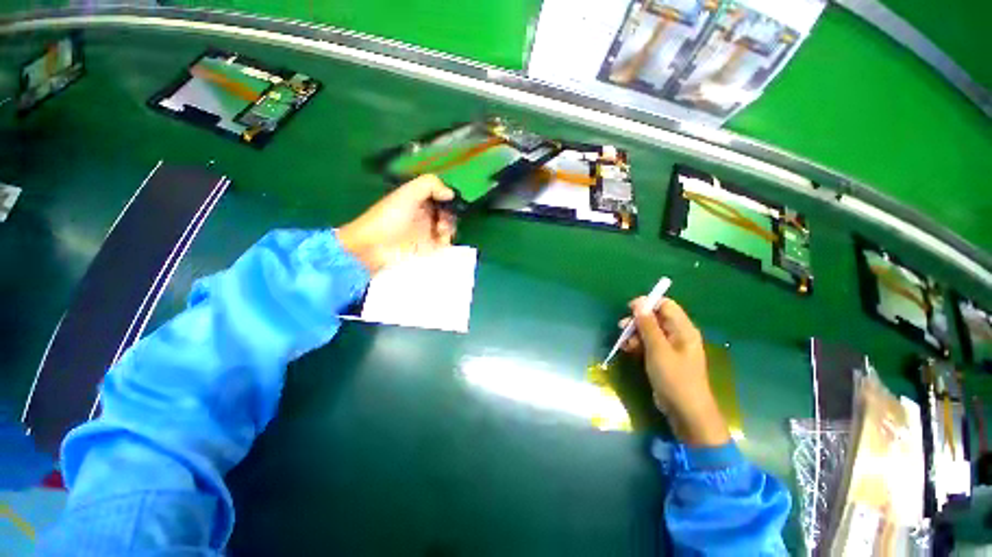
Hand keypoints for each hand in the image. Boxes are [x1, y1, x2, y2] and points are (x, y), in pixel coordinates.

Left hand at [337, 175, 456, 272]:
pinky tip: (442, 240)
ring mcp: (427, 233)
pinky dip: (448, 242)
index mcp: (418, 199)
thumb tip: (451, 193)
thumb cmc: (389, 217)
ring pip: (449, 228)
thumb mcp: (407, 193)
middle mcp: (424, 215)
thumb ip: (430, 185)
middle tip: (443, 219)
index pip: (440, 196)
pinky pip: (445, 244)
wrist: (374, 247)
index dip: (447, 198)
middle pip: (447, 213)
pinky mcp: (429, 249)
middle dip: (451, 214)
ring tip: (441, 230)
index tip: (450, 200)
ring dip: (450, 228)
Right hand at [621, 298, 729, 446]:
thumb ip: (648, 325)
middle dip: (637, 321)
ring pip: (649, 331)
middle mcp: (678, 334)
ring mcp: (670, 347)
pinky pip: (648, 344)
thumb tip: (638, 303)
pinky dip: (637, 345)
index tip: (629, 310)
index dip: (647, 304)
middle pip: (655, 317)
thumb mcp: (658, 349)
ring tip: (623, 343)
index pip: (665, 305)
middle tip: (622, 328)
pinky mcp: (663, 358)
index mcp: (683, 329)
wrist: (685, 411)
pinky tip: (627, 350)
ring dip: (634, 334)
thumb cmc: (674, 377)